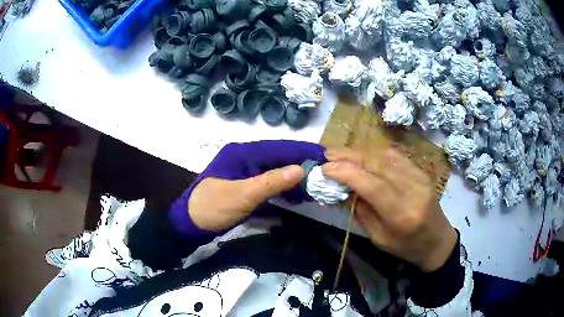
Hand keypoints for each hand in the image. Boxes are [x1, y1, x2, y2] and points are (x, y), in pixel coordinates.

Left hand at [170, 140, 325, 232]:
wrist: (189, 223)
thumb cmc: (213, 207)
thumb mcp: (242, 195)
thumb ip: (271, 182)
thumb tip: (301, 169)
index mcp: (243, 153)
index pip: (279, 147)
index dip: (303, 151)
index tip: (325, 156)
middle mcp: (246, 158)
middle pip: (279, 158)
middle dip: (301, 166)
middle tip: (323, 174)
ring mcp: (245, 172)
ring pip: (275, 171)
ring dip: (293, 179)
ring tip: (313, 187)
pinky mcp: (245, 185)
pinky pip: (268, 183)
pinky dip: (282, 189)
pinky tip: (294, 197)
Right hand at [322, 147, 456, 271]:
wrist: (437, 240)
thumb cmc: (405, 246)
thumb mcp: (378, 238)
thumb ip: (360, 211)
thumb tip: (341, 188)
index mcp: (401, 214)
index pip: (372, 184)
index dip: (346, 173)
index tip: (324, 169)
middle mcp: (412, 190)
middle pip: (377, 164)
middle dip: (349, 157)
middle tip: (327, 155)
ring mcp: (419, 176)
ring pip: (384, 155)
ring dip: (359, 151)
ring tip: (339, 153)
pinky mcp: (421, 171)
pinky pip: (394, 155)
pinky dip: (374, 152)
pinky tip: (361, 153)